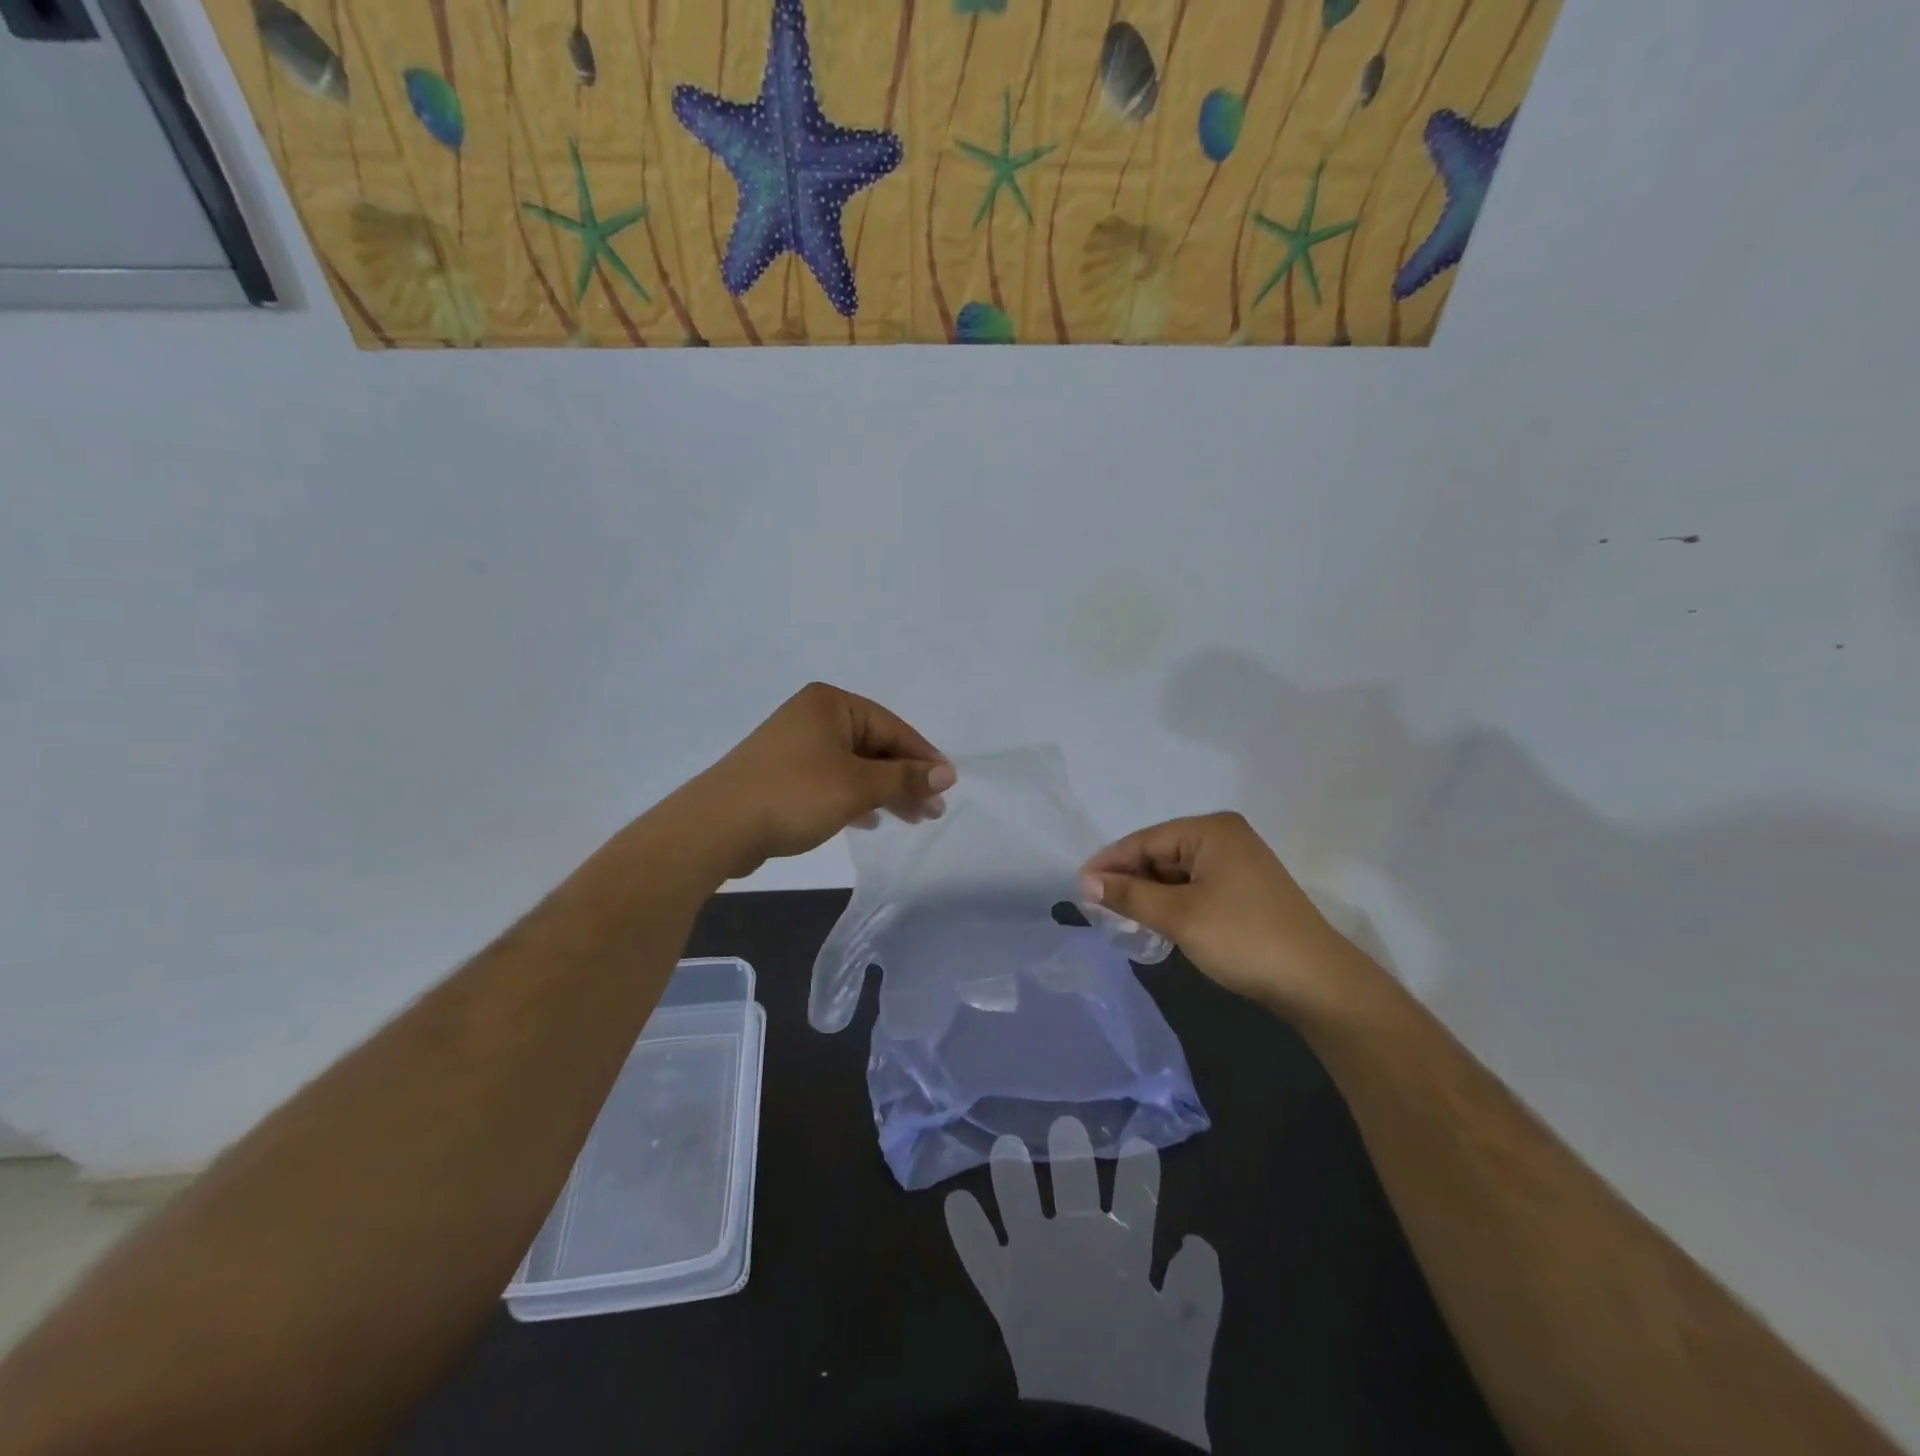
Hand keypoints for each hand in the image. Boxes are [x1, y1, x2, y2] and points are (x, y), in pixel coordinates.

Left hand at [688, 683, 952, 879]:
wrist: (716, 827)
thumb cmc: (794, 795)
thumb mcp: (858, 786)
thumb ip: (904, 778)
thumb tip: (947, 773)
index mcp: (831, 704)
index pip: (892, 727)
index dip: (923, 758)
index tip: (948, 786)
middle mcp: (813, 716)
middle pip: (874, 745)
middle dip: (905, 779)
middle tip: (933, 811)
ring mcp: (795, 745)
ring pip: (854, 766)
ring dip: (884, 791)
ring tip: (912, 819)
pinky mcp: (783, 774)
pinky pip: (832, 780)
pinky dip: (855, 797)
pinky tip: (870, 820)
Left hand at [944, 1118, 1220, 1449]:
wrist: (1099, 1437)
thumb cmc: (1154, 1392)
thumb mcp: (1192, 1342)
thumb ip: (1199, 1288)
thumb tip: (1196, 1241)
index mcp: (1125, 1248)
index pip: (1137, 1192)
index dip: (1139, 1166)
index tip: (1139, 1143)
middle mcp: (1077, 1239)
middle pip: (1073, 1178)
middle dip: (1070, 1150)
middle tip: (1065, 1125)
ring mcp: (1034, 1260)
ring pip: (1018, 1198)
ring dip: (1011, 1171)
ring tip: (1006, 1146)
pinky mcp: (1004, 1292)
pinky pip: (979, 1254)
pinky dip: (966, 1229)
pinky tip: (955, 1202)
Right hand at [1079, 812, 1377, 1023]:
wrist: (1317, 983)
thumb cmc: (1243, 938)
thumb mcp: (1178, 916)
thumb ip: (1129, 895)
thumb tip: (1084, 882)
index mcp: (1210, 830)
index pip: (1145, 840)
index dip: (1109, 863)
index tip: (1078, 887)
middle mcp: (1224, 837)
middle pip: (1161, 854)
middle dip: (1129, 880)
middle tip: (1097, 908)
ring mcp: (1238, 864)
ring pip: (1176, 873)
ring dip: (1149, 895)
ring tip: (1121, 919)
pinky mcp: (1244, 890)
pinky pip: (1195, 888)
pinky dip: (1172, 904)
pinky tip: (1155, 924)